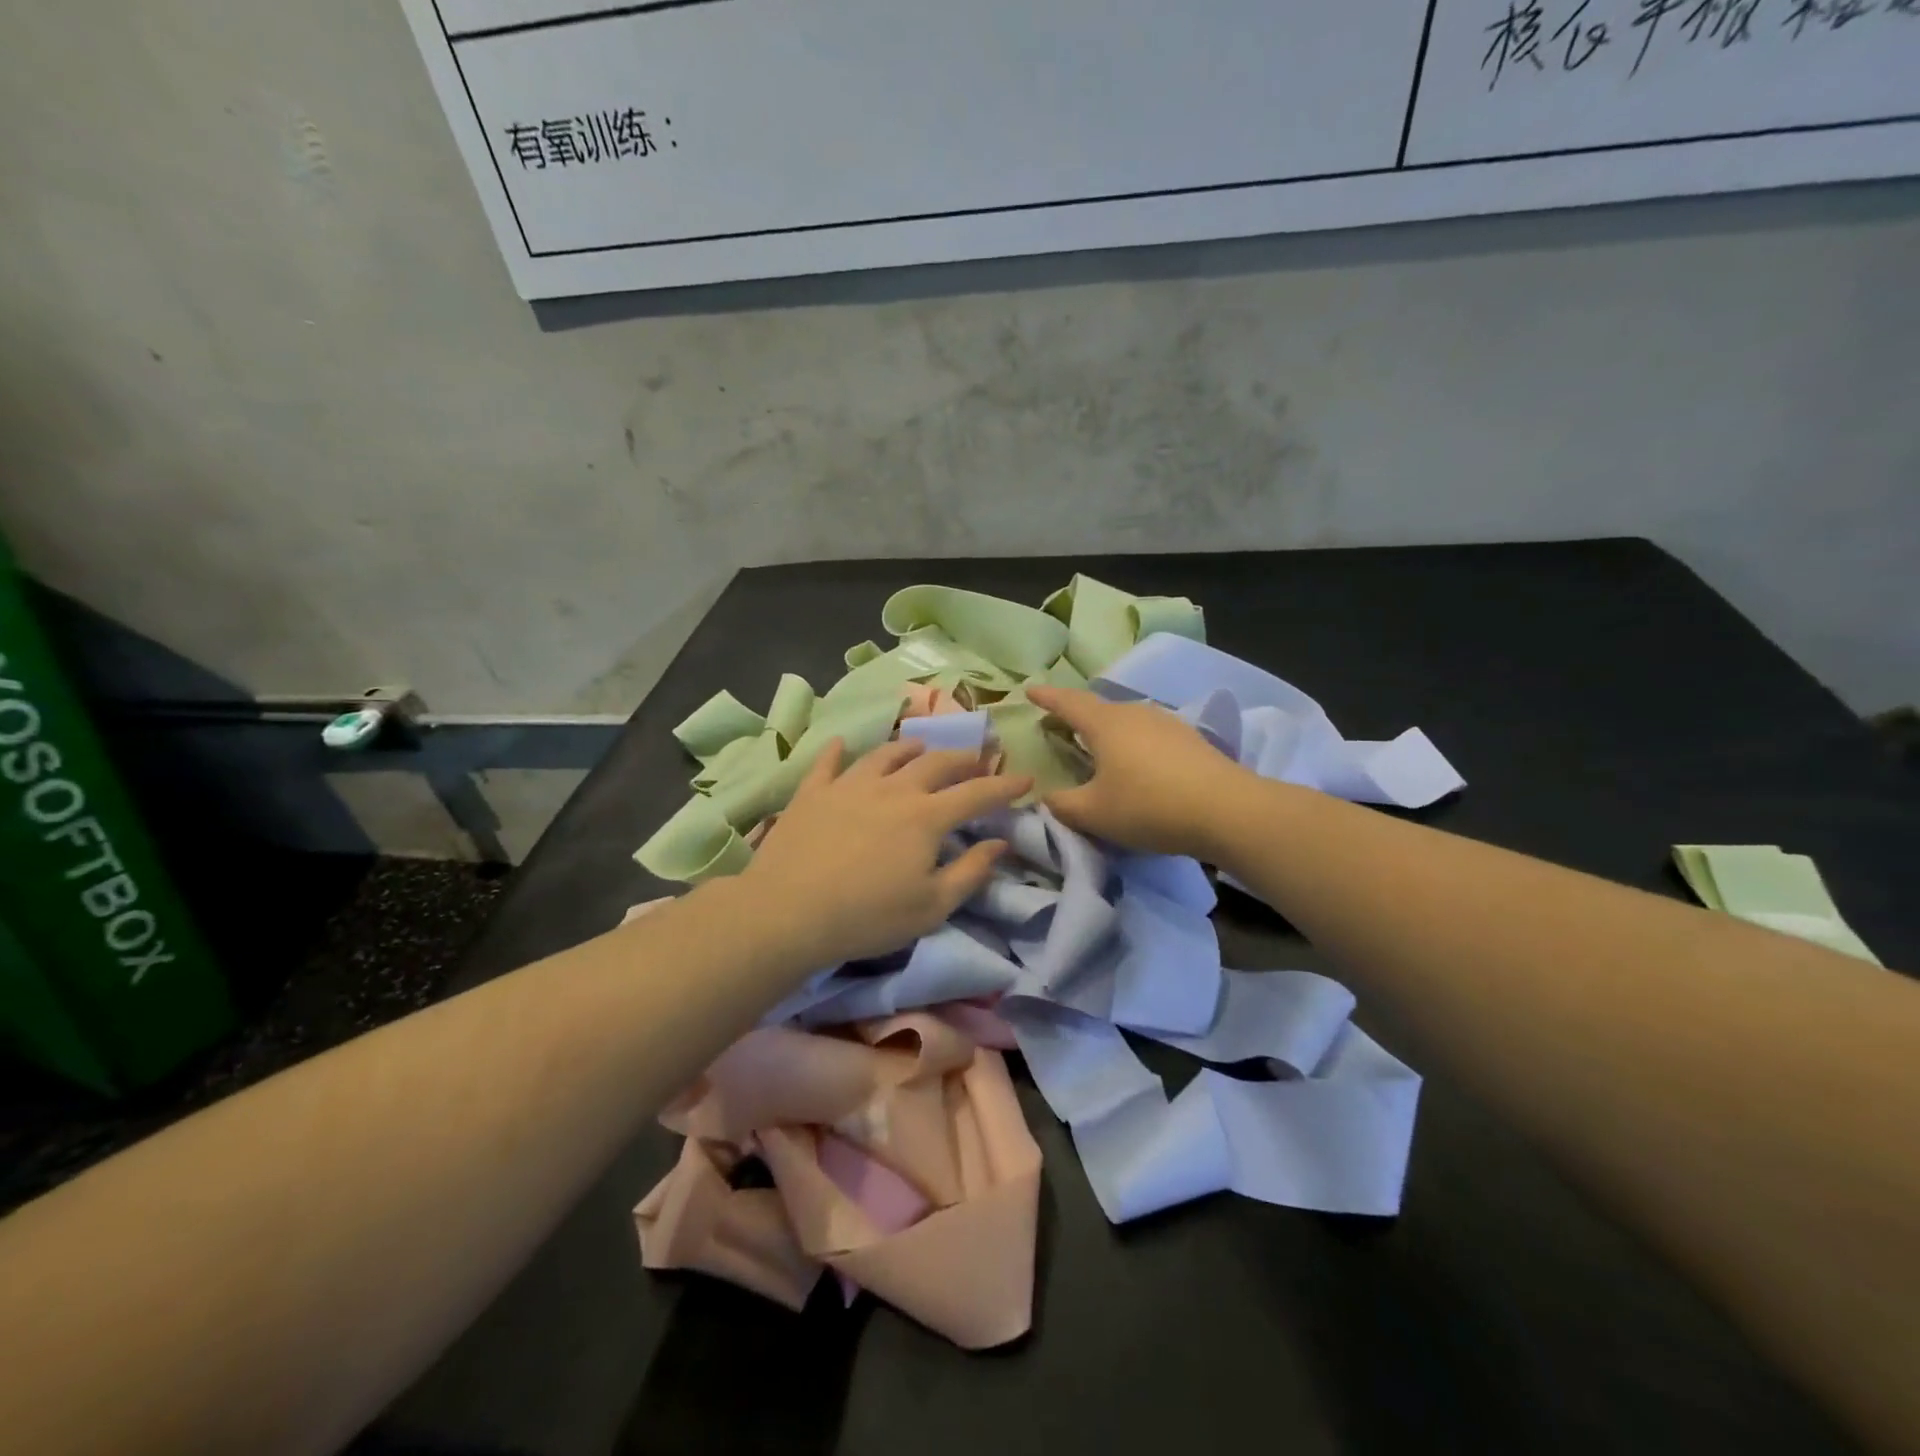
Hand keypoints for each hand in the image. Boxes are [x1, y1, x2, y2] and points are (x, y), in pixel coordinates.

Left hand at [739, 738, 1030, 967]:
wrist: (788, 912)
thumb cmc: (868, 917)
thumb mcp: (932, 906)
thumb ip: (971, 872)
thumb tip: (1000, 842)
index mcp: (927, 816)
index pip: (977, 793)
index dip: (1005, 786)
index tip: (1026, 778)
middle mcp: (893, 789)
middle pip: (936, 763)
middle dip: (963, 758)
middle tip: (977, 758)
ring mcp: (849, 785)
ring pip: (886, 754)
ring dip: (910, 748)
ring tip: (921, 747)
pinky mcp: (812, 792)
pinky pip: (828, 762)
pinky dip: (838, 751)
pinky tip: (842, 744)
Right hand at [1026, 685, 1247, 858]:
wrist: (1226, 810)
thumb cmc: (1148, 806)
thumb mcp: (1093, 813)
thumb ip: (1061, 805)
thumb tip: (1046, 797)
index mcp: (1105, 724)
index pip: (1068, 703)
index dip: (1046, 697)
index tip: (1029, 690)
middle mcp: (1134, 713)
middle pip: (1098, 709)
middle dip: (1075, 716)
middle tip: (1059, 727)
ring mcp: (1166, 723)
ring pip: (1126, 721)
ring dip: (1107, 730)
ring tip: (1097, 747)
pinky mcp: (1189, 739)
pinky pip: (1148, 734)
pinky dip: (1132, 743)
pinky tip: (1136, 763)